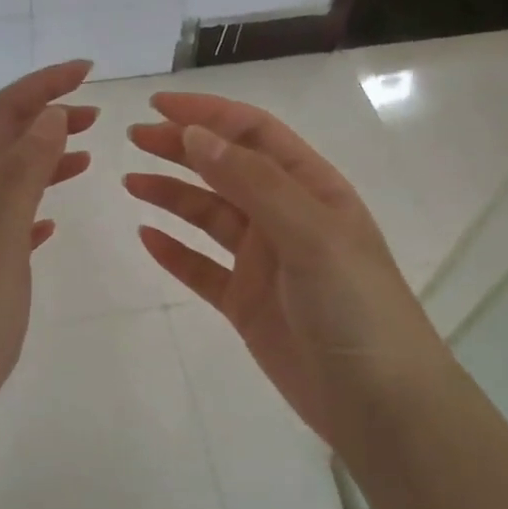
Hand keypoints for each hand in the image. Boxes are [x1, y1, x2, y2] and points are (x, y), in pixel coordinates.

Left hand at [0, 62, 96, 422]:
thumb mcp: (0, 240)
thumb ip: (24, 176)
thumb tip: (52, 116)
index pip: (3, 114)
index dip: (42, 85)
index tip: (87, 70)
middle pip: (6, 138)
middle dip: (48, 114)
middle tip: (97, 112)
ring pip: (11, 175)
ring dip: (46, 154)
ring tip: (87, 150)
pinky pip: (13, 215)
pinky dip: (37, 200)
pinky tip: (54, 217)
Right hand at [126, 93, 447, 449]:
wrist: (377, 402)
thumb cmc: (355, 306)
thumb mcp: (310, 233)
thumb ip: (253, 183)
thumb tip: (196, 135)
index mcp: (312, 189)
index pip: (254, 134)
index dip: (208, 114)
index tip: (159, 105)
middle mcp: (286, 218)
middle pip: (226, 169)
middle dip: (182, 148)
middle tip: (134, 138)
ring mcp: (264, 262)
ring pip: (209, 216)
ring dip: (172, 195)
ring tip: (130, 182)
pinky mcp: (245, 303)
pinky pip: (201, 268)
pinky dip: (174, 252)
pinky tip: (146, 237)